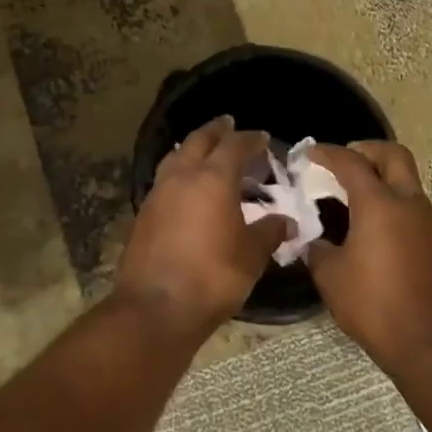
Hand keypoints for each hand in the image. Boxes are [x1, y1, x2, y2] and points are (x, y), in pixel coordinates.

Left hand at [117, 116, 291, 330]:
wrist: (156, 307)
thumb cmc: (212, 277)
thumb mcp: (251, 256)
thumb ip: (269, 233)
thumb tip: (286, 222)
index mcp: (213, 179)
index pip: (234, 145)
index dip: (251, 139)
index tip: (263, 139)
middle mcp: (182, 176)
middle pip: (199, 140)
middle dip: (216, 130)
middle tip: (229, 124)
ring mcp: (158, 193)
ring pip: (176, 156)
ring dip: (192, 148)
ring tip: (206, 150)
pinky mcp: (144, 212)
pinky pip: (165, 179)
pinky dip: (179, 171)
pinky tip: (187, 186)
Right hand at [307, 141, 431, 369]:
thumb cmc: (376, 307)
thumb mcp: (331, 278)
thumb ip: (317, 251)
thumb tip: (313, 241)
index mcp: (380, 205)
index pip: (351, 162)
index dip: (328, 153)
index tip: (310, 153)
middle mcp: (410, 205)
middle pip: (394, 156)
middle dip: (367, 150)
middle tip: (344, 162)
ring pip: (408, 184)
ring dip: (383, 182)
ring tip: (354, 203)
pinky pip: (415, 213)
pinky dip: (395, 209)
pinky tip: (376, 236)